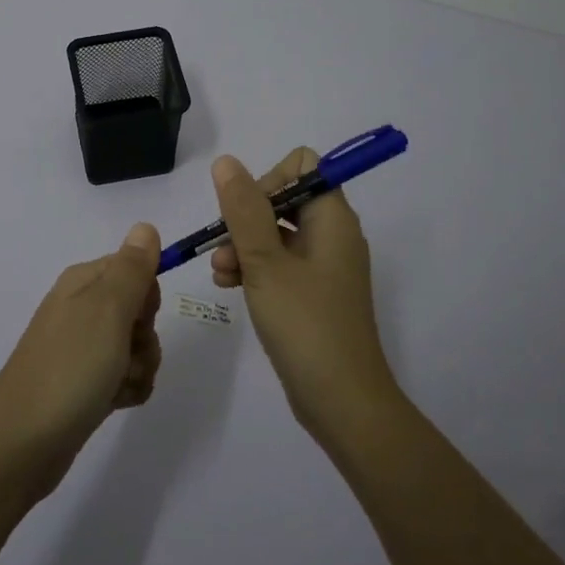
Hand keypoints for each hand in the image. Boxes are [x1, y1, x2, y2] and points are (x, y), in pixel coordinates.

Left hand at [0, 223, 163, 503]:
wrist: (21, 444)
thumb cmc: (69, 368)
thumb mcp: (107, 309)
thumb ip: (132, 268)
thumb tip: (146, 225)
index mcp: (83, 283)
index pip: (135, 269)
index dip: (146, 296)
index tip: (136, 318)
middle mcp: (81, 309)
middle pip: (139, 310)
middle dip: (146, 336)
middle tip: (126, 354)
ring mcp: (81, 349)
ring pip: (137, 347)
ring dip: (140, 368)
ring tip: (117, 385)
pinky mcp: (84, 384)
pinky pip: (125, 377)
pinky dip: (128, 390)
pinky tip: (114, 403)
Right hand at [210, 151, 400, 445]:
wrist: (343, 402)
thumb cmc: (306, 324)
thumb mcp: (266, 262)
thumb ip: (243, 209)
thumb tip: (226, 162)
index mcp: (332, 218)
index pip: (303, 167)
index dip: (269, 179)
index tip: (246, 211)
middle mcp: (332, 235)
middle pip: (284, 199)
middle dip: (246, 217)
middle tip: (224, 244)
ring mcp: (323, 266)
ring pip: (275, 233)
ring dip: (242, 244)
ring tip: (220, 272)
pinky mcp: (313, 293)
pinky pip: (279, 263)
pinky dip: (253, 267)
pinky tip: (228, 285)